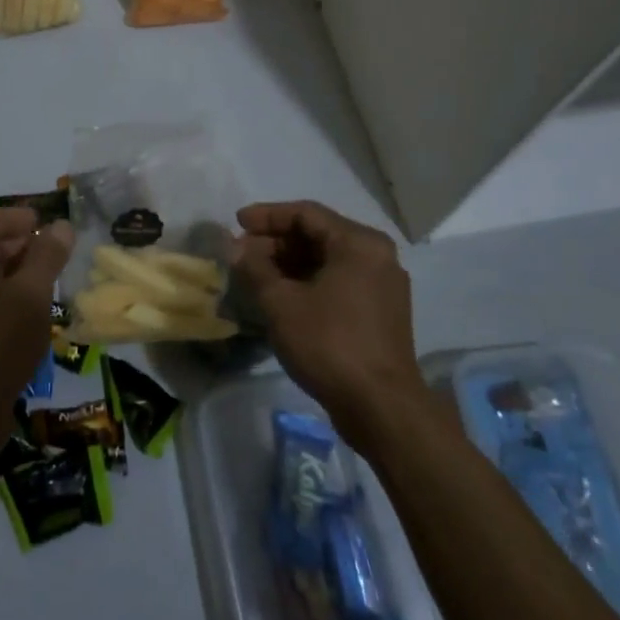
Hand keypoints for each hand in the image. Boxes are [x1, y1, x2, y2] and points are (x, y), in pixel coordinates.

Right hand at [233, 200, 436, 453]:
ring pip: (328, 259)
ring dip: (290, 262)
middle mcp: (377, 255)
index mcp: (359, 243)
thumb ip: (255, 268)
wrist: (381, 407)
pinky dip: (309, 281)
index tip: (237, 223)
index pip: (306, 213)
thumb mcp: (281, 303)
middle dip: (277, 241)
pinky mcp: (382, 311)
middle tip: (242, 252)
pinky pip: (340, 281)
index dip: (267, 216)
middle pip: (319, 234)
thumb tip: (237, 248)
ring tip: (256, 275)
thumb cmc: (329, 344)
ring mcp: (383, 284)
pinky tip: (283, 296)